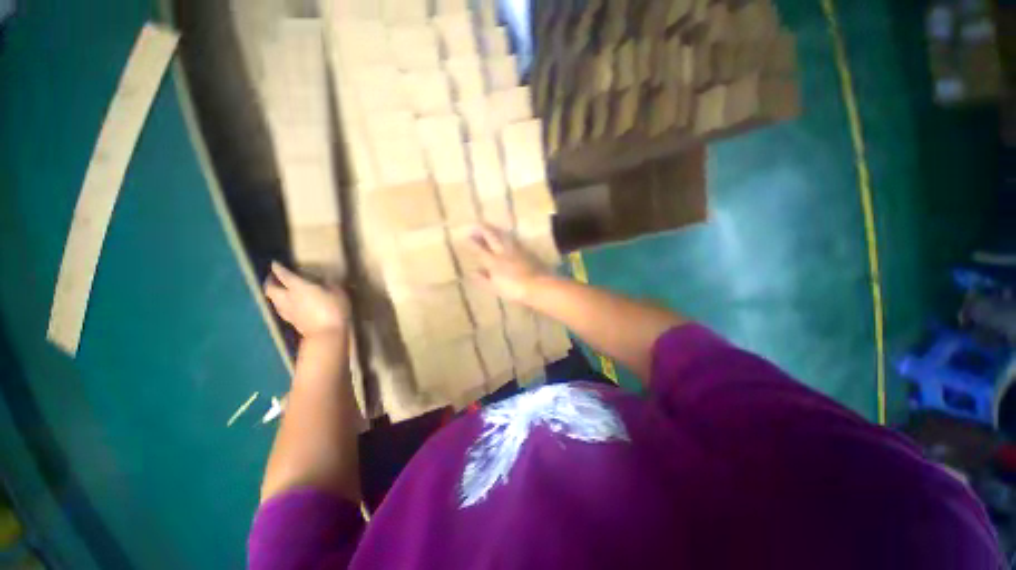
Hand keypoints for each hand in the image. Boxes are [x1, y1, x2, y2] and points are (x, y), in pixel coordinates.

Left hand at [264, 262, 349, 338]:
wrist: (327, 334)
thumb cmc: (334, 310)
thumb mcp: (338, 292)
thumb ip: (330, 284)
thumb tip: (325, 279)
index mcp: (298, 287)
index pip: (284, 274)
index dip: (278, 268)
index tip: (275, 263)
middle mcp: (288, 297)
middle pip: (270, 288)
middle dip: (270, 281)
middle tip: (273, 277)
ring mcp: (288, 311)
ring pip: (273, 300)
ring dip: (273, 293)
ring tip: (279, 290)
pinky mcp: (291, 322)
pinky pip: (281, 309)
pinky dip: (281, 304)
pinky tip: (288, 305)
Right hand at [469, 224, 552, 302]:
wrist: (538, 285)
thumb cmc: (514, 290)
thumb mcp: (495, 287)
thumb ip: (483, 279)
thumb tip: (473, 272)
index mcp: (493, 261)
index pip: (480, 248)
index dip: (472, 241)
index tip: (466, 234)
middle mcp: (503, 251)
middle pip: (492, 237)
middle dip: (483, 230)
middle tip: (476, 224)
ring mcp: (516, 249)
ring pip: (503, 235)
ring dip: (494, 229)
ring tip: (489, 226)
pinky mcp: (526, 250)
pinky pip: (513, 239)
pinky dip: (506, 235)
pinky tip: (507, 235)